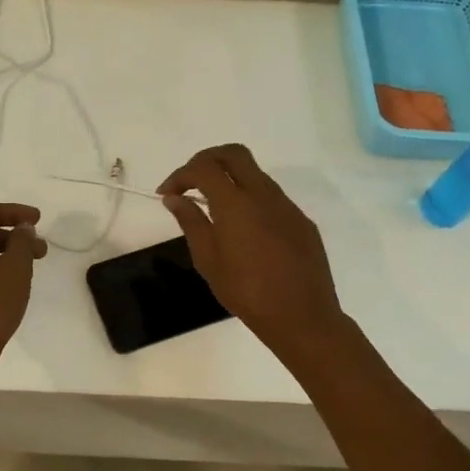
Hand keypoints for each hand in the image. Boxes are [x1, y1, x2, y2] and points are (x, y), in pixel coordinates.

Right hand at [157, 145, 347, 360]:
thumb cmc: (247, 292)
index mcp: (236, 204)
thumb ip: (191, 222)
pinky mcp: (302, 221)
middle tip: (190, 181)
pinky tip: (243, 229)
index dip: (180, 175)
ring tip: (213, 206)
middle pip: (233, 154)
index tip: (166, 194)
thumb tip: (175, 199)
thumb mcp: (208, 260)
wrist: (302, 317)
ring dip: (230, 179)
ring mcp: (287, 206)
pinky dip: (250, 199)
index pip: (203, 168)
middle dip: (206, 159)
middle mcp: (264, 195)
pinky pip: (271, 197)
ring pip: (255, 174)